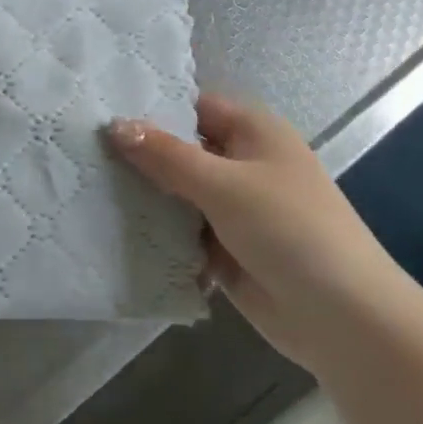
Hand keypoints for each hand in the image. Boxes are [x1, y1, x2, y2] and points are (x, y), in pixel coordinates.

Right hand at [110, 95, 401, 372]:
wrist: (342, 316)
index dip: (151, 109)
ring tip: (84, 190)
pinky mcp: (225, 250)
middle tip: (80, 154)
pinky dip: (158, 235)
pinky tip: (112, 233)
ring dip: (145, 198)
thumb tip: (115, 125)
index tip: (98, 113)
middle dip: (139, 157)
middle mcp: (243, 164)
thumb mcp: (224, 184)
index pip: (193, 107)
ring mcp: (234, 209)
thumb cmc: (289, 229)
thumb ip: (167, 156)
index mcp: (253, 132)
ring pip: (178, 194)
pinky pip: (183, 233)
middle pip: (181, 151)